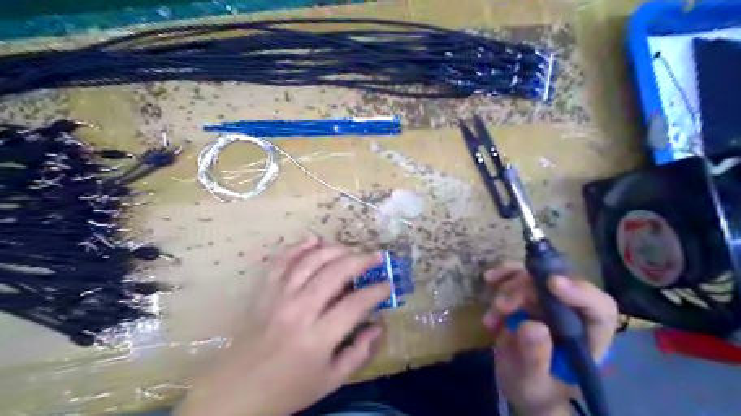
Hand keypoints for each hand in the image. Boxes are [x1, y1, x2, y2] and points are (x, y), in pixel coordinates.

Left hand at [176, 236, 390, 415]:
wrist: (238, 392)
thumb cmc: (289, 388)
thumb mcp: (331, 380)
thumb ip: (359, 353)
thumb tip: (378, 326)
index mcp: (318, 337)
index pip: (355, 304)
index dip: (376, 290)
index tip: (387, 284)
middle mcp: (299, 311)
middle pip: (334, 273)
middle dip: (360, 260)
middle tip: (375, 256)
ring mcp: (279, 298)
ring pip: (309, 262)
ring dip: (333, 249)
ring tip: (350, 249)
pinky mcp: (264, 293)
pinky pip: (280, 263)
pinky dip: (297, 247)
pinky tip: (312, 240)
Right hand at [481, 263, 619, 415]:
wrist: (520, 385)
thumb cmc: (535, 391)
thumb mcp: (532, 382)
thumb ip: (535, 357)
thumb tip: (531, 325)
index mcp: (588, 338)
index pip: (599, 308)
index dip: (580, 291)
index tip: (551, 283)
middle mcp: (572, 314)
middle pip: (558, 285)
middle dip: (526, 290)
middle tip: (502, 307)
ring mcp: (549, 302)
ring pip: (534, 277)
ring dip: (509, 288)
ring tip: (494, 312)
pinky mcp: (528, 296)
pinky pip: (517, 275)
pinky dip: (502, 275)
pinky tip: (489, 280)